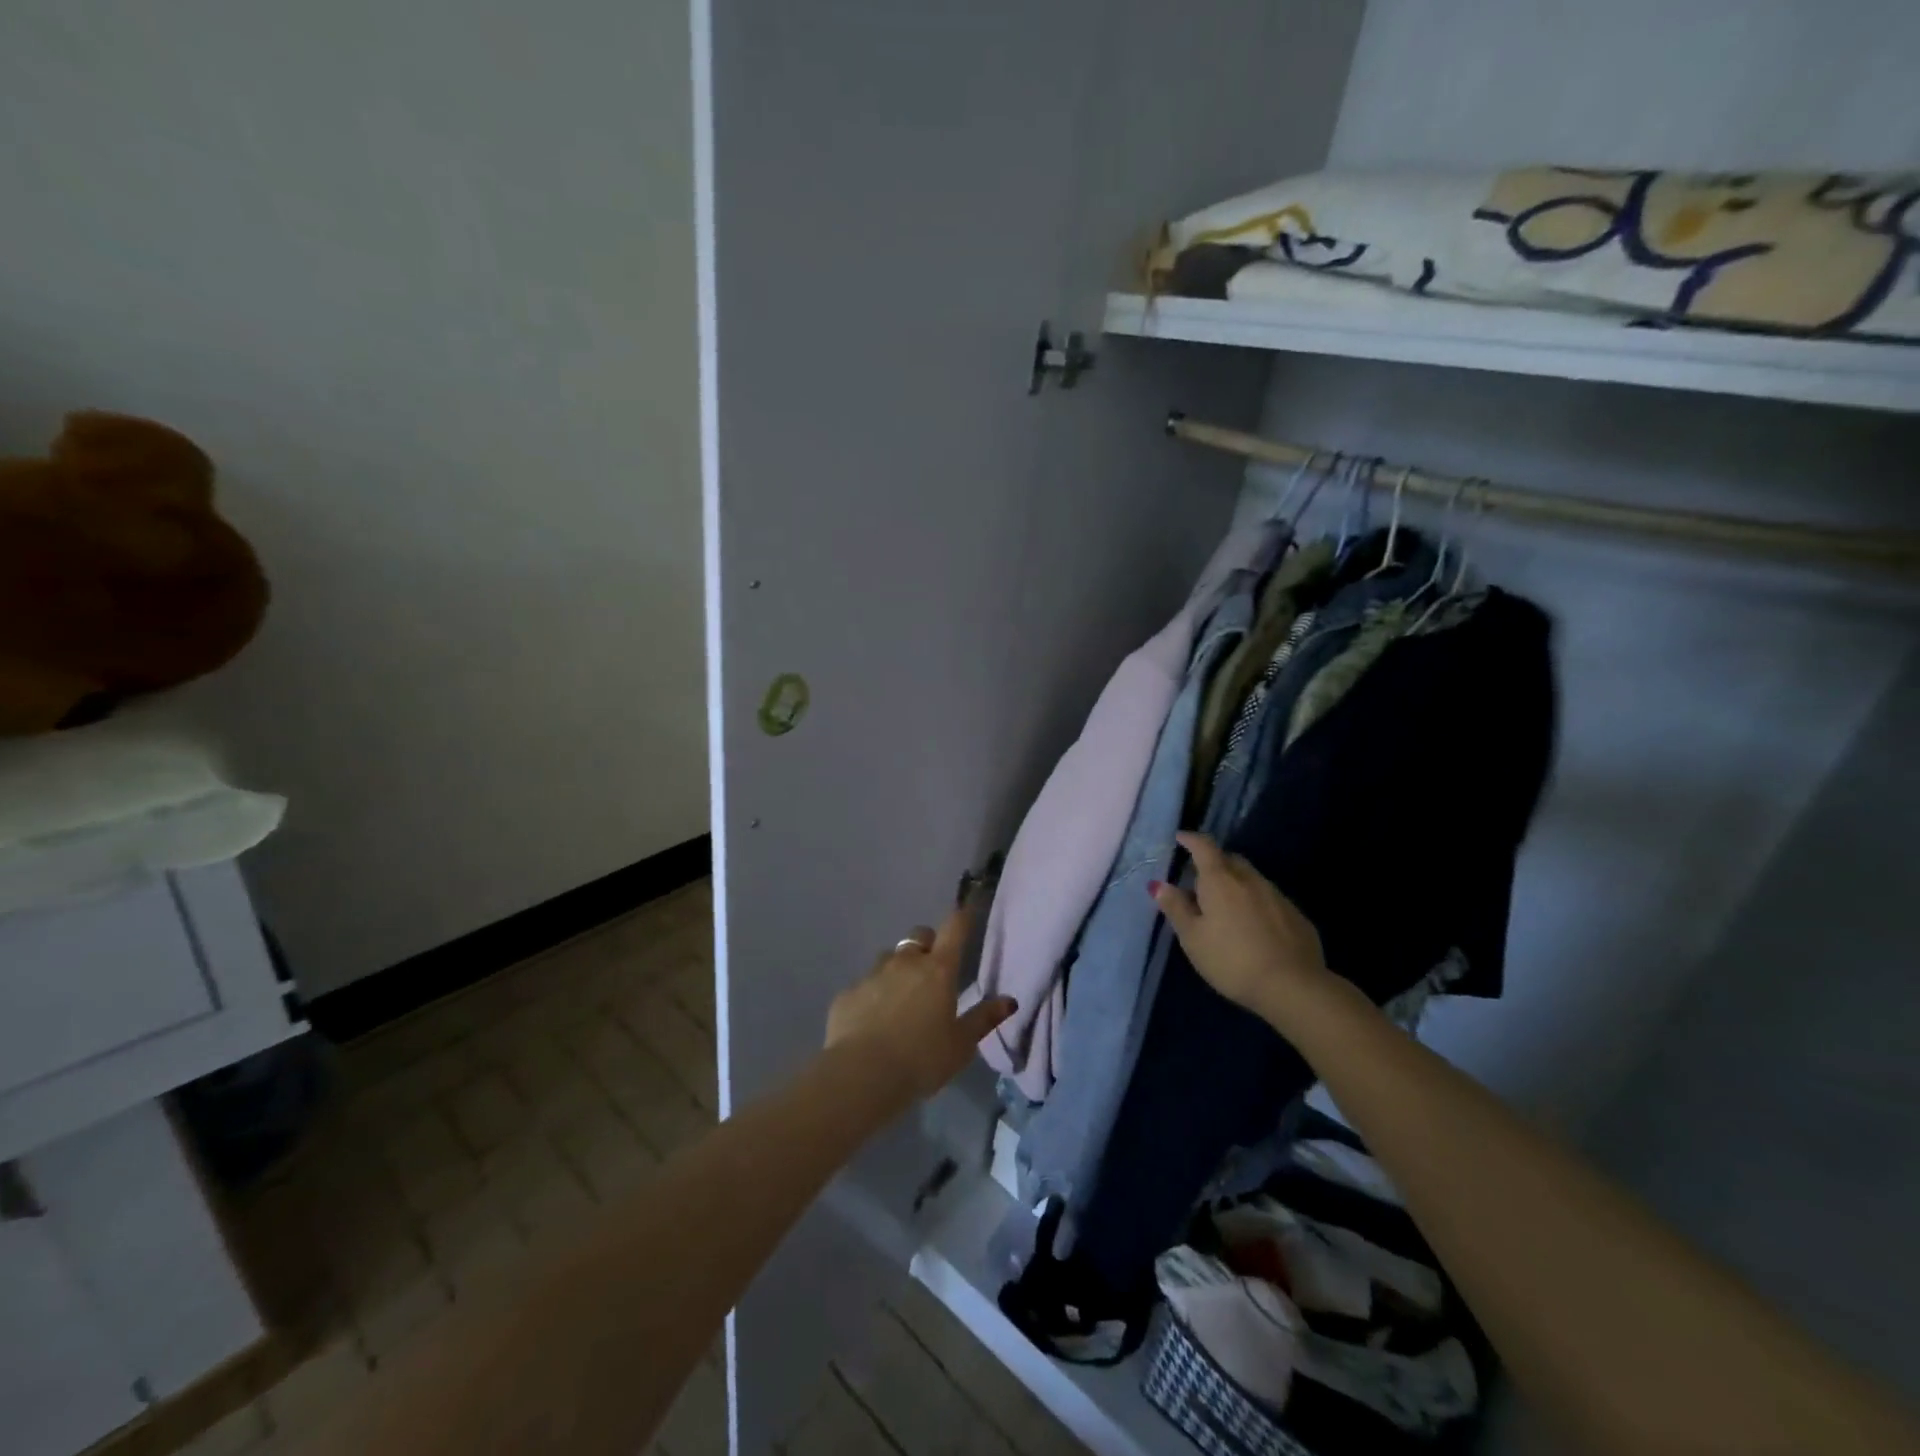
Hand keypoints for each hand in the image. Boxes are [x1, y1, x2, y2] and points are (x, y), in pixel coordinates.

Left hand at [825, 899, 1016, 1103]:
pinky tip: (872, 1021)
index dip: (962, 916)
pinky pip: (865, 985)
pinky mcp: (848, 993)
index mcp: (938, 970)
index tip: (966, 910)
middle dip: (927, 944)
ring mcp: (872, 974)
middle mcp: (905, 962)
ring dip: (898, 969)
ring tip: (900, 999)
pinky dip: (872, 995)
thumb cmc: (922, 1059)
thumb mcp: (962, 1045)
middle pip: (919, 936)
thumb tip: (1009, 1001)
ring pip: (889, 958)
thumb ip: (984, 1019)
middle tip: (932, 971)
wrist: (862, 1074)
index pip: (954, 928)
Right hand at [1151, 832, 1330, 1025]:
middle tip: (1199, 879)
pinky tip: (1253, 926)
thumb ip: (1176, 908)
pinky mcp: (1297, 916)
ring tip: (1224, 905)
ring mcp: (1277, 896)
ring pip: (1251, 879)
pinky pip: (1269, 899)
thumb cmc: (1231, 960)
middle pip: (1230, 859)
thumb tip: (1159, 884)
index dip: (1191, 839)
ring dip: (1236, 883)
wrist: (1293, 987)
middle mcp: (1250, 880)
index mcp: (1220, 880)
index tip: (1180, 839)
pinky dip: (1255, 902)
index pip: (1204, 847)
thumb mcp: (1193, 938)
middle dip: (1214, 862)